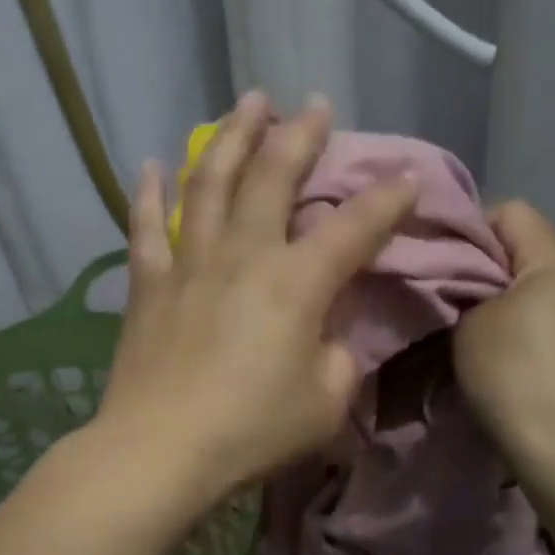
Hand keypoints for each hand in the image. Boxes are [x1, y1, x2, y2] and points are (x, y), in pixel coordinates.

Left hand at [95, 92, 417, 501]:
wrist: (161, 451)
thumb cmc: (252, 430)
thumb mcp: (325, 404)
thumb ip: (339, 360)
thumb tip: (327, 338)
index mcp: (297, 282)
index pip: (354, 227)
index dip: (387, 199)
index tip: (408, 176)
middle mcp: (244, 254)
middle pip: (273, 177)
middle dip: (300, 136)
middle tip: (315, 105)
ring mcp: (190, 262)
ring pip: (210, 182)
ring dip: (232, 137)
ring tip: (247, 104)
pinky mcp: (149, 284)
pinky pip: (146, 226)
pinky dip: (149, 192)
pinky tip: (153, 163)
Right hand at [455, 201, 554, 455]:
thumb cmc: (511, 371)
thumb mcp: (469, 320)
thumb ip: (462, 285)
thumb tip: (460, 277)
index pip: (510, 211)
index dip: (469, 229)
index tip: (440, 262)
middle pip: (523, 249)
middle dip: (482, 267)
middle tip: (445, 295)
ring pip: (532, 287)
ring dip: (498, 300)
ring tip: (467, 327)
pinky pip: (544, 318)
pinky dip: (517, 326)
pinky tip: (496, 353)